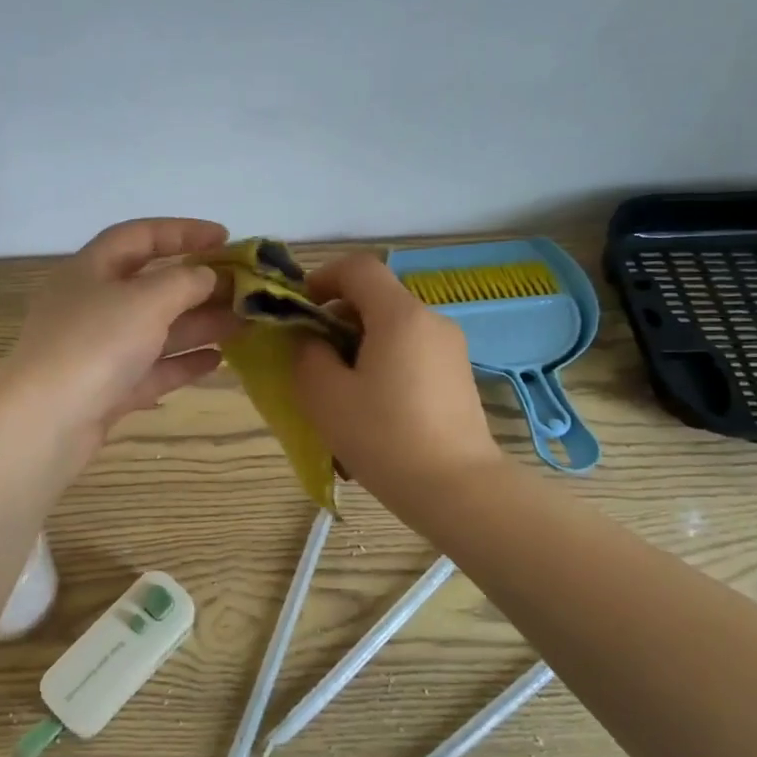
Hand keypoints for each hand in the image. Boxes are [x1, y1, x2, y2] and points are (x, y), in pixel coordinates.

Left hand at [0, 217, 236, 454]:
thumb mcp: (145, 300)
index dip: (182, 231)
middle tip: (244, 289)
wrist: (46, 421)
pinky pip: (151, 369)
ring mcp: (98, 351)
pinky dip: (182, 363)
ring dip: (198, 325)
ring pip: (155, 330)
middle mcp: (92, 305)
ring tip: (244, 323)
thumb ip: (183, 282)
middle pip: (151, 286)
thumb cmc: (95, 344)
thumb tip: (206, 276)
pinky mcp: (107, 390)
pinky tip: (217, 361)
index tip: (226, 237)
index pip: (138, 237)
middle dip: (198, 285)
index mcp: (90, 270)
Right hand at [292, 253, 502, 501]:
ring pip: (392, 329)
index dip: (322, 278)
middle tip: (312, 357)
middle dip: (336, 318)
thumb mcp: (325, 395)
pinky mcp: (457, 377)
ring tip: (339, 391)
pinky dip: (382, 365)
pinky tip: (371, 409)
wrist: (457, 489)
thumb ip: (307, 355)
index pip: (358, 268)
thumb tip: (312, 341)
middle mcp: (431, 321)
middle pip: (376, 298)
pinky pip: (410, 354)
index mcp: (400, 315)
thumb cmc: (384, 436)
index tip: (299, 309)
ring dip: (358, 346)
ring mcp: (450, 350)